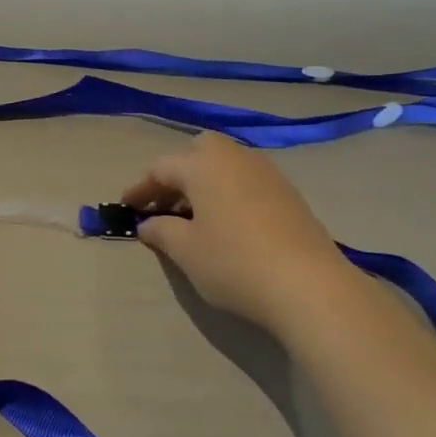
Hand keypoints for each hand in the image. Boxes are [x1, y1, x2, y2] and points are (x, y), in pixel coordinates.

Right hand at [122, 133, 362, 330]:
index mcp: (204, 165)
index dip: (141, 187)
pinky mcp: (289, 194)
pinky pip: (248, 181)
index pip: (162, 168)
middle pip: (199, 151)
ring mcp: (267, 173)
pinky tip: (228, 224)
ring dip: (205, 182)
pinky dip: (229, 192)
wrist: (308, 285)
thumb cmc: (234, 263)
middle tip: (165, 204)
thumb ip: (162, 231)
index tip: (126, 206)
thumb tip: (149, 224)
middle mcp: (236, 158)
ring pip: (227, 164)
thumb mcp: (186, 251)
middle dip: (178, 172)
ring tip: (195, 217)